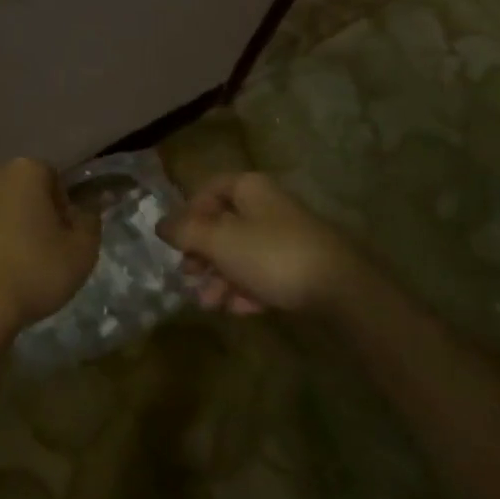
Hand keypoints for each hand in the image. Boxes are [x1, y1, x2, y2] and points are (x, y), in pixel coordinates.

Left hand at [0, 159, 99, 348]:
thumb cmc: (30, 275)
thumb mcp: (81, 254)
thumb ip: (89, 222)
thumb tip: (85, 208)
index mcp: (24, 172)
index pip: (49, 178)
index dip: (56, 207)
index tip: (57, 238)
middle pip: (7, 187)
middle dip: (15, 210)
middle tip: (24, 251)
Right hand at [160, 172, 363, 315]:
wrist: (339, 288)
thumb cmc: (271, 254)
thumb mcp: (219, 240)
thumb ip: (186, 231)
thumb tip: (160, 223)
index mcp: (249, 188)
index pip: (209, 190)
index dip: (189, 214)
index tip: (177, 243)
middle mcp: (267, 206)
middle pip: (223, 225)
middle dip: (203, 255)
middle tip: (190, 278)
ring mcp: (285, 237)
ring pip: (241, 254)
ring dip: (221, 278)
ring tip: (211, 304)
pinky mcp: (299, 267)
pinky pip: (263, 274)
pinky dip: (247, 290)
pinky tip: (240, 310)